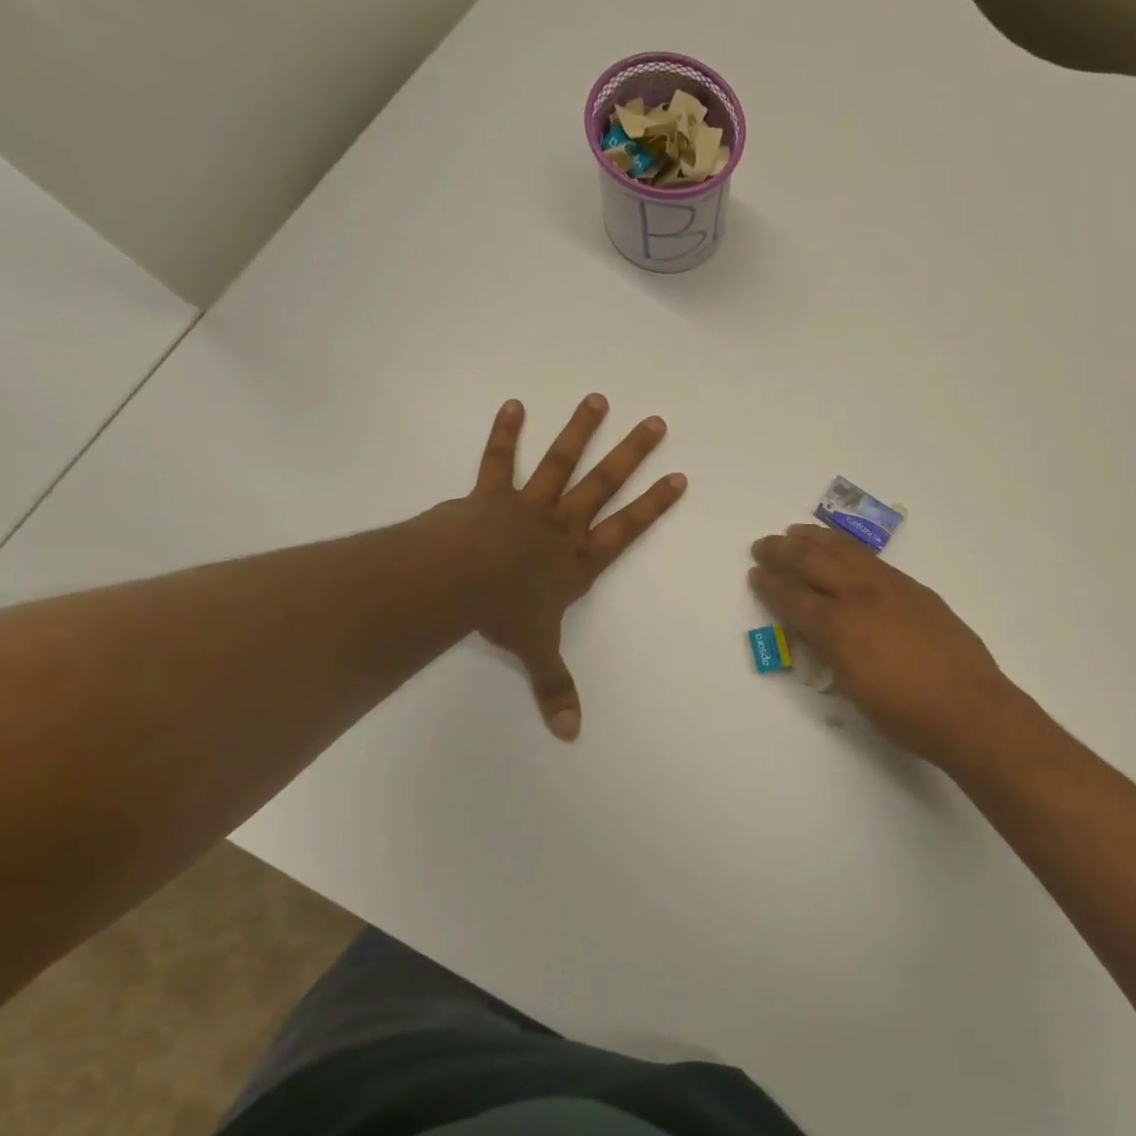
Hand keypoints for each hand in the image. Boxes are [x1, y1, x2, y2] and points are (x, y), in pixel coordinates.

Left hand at [441, 395, 684, 740]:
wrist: (458, 581)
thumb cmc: (505, 613)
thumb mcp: (537, 652)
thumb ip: (555, 689)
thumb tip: (571, 735)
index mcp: (580, 560)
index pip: (628, 529)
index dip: (654, 505)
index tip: (677, 477)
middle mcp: (562, 526)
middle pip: (604, 484)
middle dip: (631, 454)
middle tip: (655, 423)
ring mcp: (528, 506)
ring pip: (561, 464)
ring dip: (580, 432)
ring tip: (597, 400)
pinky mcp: (490, 495)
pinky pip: (498, 462)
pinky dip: (505, 434)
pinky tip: (514, 405)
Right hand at [748, 525, 1018, 765]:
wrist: (970, 709)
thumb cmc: (908, 716)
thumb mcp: (855, 691)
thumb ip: (833, 656)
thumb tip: (821, 635)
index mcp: (841, 629)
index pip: (795, 600)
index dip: (771, 586)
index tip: (756, 573)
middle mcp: (862, 598)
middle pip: (815, 563)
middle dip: (784, 552)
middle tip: (763, 544)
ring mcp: (893, 589)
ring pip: (847, 553)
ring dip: (817, 540)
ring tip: (797, 531)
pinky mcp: (917, 590)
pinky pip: (874, 561)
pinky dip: (851, 550)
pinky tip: (845, 551)